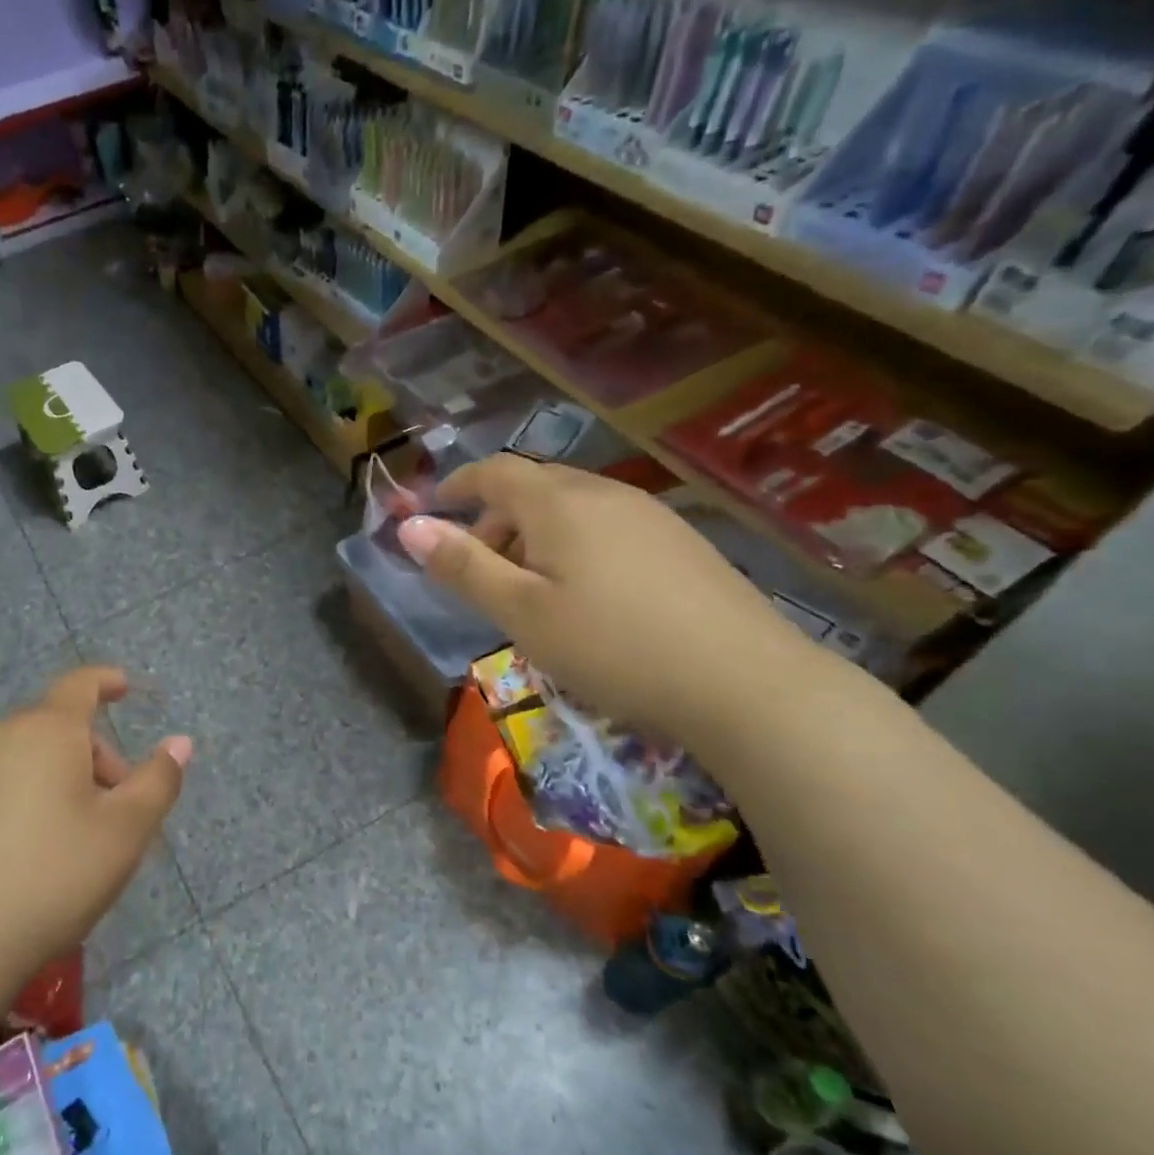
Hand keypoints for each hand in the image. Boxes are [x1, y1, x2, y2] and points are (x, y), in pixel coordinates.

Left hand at [0, 668, 190, 990]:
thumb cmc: (49, 880)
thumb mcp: (124, 834)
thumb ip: (158, 781)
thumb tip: (180, 742)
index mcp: (47, 731)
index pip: (81, 685)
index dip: (106, 682)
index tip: (124, 688)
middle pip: (53, 731)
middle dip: (89, 759)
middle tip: (110, 814)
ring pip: (16, 762)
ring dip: (47, 783)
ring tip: (60, 844)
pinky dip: (5, 806)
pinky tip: (8, 861)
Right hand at [398, 456, 819, 744]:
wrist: (745, 683)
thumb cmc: (612, 645)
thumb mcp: (520, 612)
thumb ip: (462, 567)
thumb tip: (408, 526)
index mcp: (558, 502)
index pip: (493, 472)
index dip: (456, 486)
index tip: (432, 512)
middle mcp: (604, 493)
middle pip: (533, 486)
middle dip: (494, 518)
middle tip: (480, 569)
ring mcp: (650, 515)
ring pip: (572, 507)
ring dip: (535, 534)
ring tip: (531, 589)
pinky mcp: (681, 543)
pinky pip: (608, 525)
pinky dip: (575, 545)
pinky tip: (589, 595)